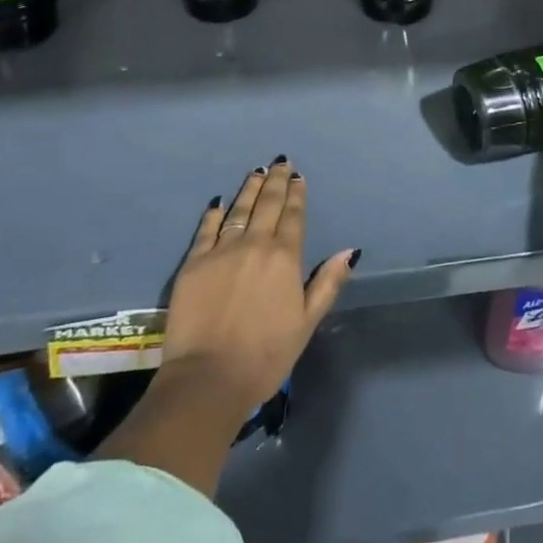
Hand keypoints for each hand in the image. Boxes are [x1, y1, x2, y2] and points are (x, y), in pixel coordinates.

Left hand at [163, 159, 357, 410]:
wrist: (208, 379)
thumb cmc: (265, 356)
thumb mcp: (307, 323)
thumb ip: (327, 283)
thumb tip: (349, 250)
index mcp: (285, 257)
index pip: (293, 216)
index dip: (297, 194)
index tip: (298, 177)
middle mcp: (255, 244)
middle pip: (268, 204)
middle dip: (276, 181)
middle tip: (280, 163)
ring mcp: (221, 251)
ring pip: (239, 209)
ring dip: (250, 188)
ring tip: (257, 171)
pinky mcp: (193, 263)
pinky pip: (206, 229)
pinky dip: (214, 213)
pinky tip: (219, 202)